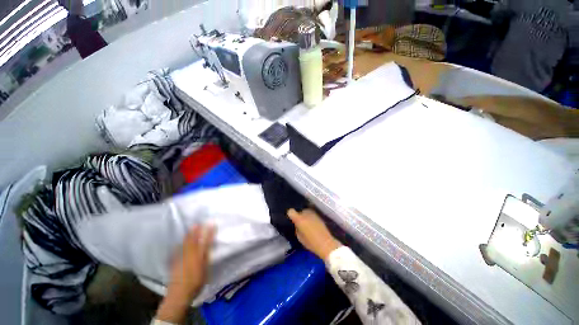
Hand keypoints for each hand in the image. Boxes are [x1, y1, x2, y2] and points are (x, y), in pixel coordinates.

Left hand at [156, 225, 214, 323]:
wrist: (179, 294)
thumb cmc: (196, 283)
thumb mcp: (205, 270)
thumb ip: (206, 257)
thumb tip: (208, 246)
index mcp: (199, 256)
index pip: (205, 241)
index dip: (209, 233)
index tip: (212, 224)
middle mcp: (190, 255)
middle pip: (194, 241)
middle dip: (196, 231)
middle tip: (198, 223)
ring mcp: (181, 259)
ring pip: (185, 244)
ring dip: (188, 236)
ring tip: (190, 229)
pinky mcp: (175, 264)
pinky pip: (177, 251)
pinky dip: (178, 246)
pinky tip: (178, 244)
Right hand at [287, 209, 341, 260]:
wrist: (326, 243)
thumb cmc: (311, 243)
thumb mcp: (299, 237)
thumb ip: (297, 228)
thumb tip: (297, 224)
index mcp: (299, 219)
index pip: (291, 211)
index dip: (290, 214)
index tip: (291, 219)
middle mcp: (306, 213)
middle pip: (300, 211)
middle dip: (299, 215)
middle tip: (299, 222)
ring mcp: (313, 213)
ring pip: (306, 211)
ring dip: (305, 215)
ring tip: (306, 222)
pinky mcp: (318, 215)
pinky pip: (311, 214)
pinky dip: (310, 217)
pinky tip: (312, 223)